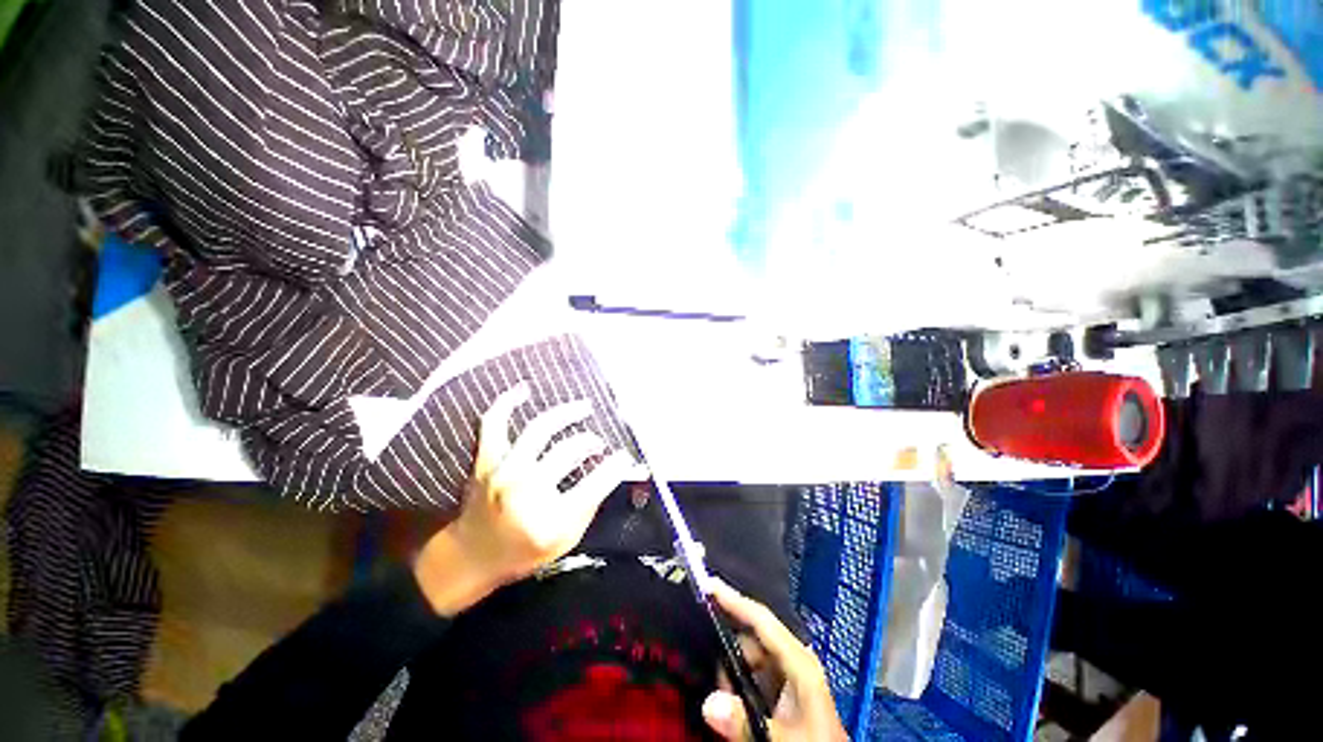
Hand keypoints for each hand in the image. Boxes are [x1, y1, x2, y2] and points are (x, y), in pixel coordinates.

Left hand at [413, 383, 634, 615]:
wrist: (470, 558)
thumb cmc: (523, 552)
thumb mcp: (566, 540)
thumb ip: (591, 505)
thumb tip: (613, 471)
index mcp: (550, 519)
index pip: (595, 483)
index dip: (616, 466)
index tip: (625, 455)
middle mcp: (526, 490)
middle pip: (568, 450)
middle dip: (591, 442)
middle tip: (599, 443)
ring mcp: (503, 472)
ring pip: (540, 429)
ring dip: (567, 413)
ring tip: (584, 407)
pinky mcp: (485, 461)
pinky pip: (494, 424)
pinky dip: (507, 403)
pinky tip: (524, 389)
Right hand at [702, 580, 847, 741]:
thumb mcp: (783, 739)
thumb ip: (747, 721)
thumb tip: (709, 703)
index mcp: (800, 661)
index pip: (761, 618)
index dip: (733, 599)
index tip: (707, 585)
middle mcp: (795, 659)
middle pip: (752, 638)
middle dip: (728, 652)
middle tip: (714, 678)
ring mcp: (791, 675)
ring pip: (750, 658)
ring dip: (733, 673)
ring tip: (724, 700)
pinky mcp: (786, 691)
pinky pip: (754, 675)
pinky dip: (740, 684)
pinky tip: (734, 705)